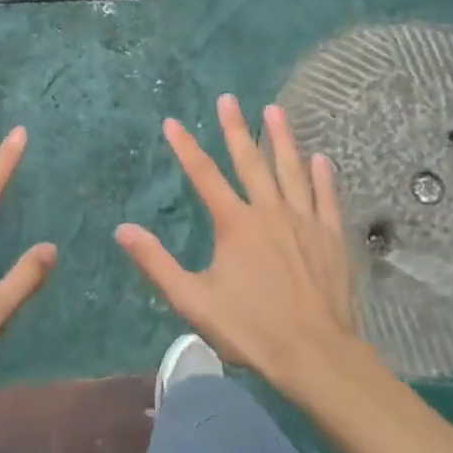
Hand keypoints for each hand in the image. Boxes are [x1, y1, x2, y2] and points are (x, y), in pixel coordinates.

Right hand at [115, 94, 361, 394]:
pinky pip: (326, 197)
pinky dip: (322, 176)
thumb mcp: (192, 300)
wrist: (314, 353)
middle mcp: (269, 211)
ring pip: (291, 169)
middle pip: (250, 161)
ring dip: (282, 138)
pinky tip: (320, 158)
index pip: (204, 175)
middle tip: (229, 98)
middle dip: (236, 128)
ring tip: (275, 110)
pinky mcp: (330, 235)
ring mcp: (304, 220)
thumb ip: (157, 263)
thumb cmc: (250, 328)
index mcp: (235, 223)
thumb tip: (123, 229)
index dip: (186, 147)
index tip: (172, 122)